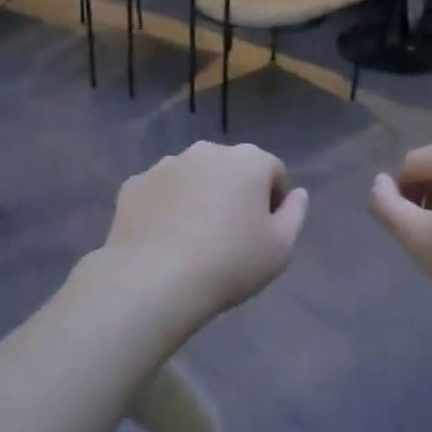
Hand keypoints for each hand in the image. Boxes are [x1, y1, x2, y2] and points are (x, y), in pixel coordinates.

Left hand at [101, 142, 307, 329]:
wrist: (153, 280)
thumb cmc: (229, 263)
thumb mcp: (280, 249)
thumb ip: (295, 214)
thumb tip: (297, 194)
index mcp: (248, 161)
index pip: (273, 171)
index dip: (274, 201)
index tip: (265, 232)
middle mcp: (207, 151)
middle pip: (231, 169)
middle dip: (235, 193)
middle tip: (230, 235)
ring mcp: (166, 165)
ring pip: (193, 177)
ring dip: (199, 196)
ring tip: (193, 239)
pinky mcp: (134, 184)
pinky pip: (160, 192)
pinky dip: (166, 208)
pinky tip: (164, 240)